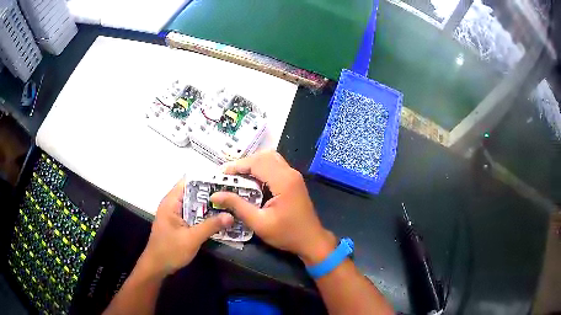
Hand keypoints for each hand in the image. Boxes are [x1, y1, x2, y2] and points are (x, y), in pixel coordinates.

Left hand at [139, 179, 233, 277]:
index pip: (188, 181)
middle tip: (231, 192)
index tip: (224, 180)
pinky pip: (193, 215)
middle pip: (193, 192)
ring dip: (209, 205)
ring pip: (194, 205)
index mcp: (171, 202)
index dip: (205, 179)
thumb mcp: (192, 239)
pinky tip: (218, 218)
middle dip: (211, 193)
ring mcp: (175, 214)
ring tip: (229, 203)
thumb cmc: (170, 251)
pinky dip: (204, 215)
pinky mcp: (179, 224)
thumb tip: (230, 215)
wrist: (156, 267)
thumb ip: (210, 226)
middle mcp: (172, 204)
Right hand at [210, 151, 336, 264]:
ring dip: (253, 164)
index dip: (237, 166)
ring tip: (237, 176)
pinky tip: (252, 180)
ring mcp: (294, 176)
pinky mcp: (294, 181)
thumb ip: (237, 206)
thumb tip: (215, 195)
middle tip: (228, 175)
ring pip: (271, 159)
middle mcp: (290, 173)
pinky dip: (262, 168)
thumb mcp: (259, 223)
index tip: (221, 174)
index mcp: (283, 181)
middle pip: (264, 157)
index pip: (257, 163)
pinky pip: (275, 166)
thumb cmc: (286, 234)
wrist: (311, 240)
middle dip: (244, 163)